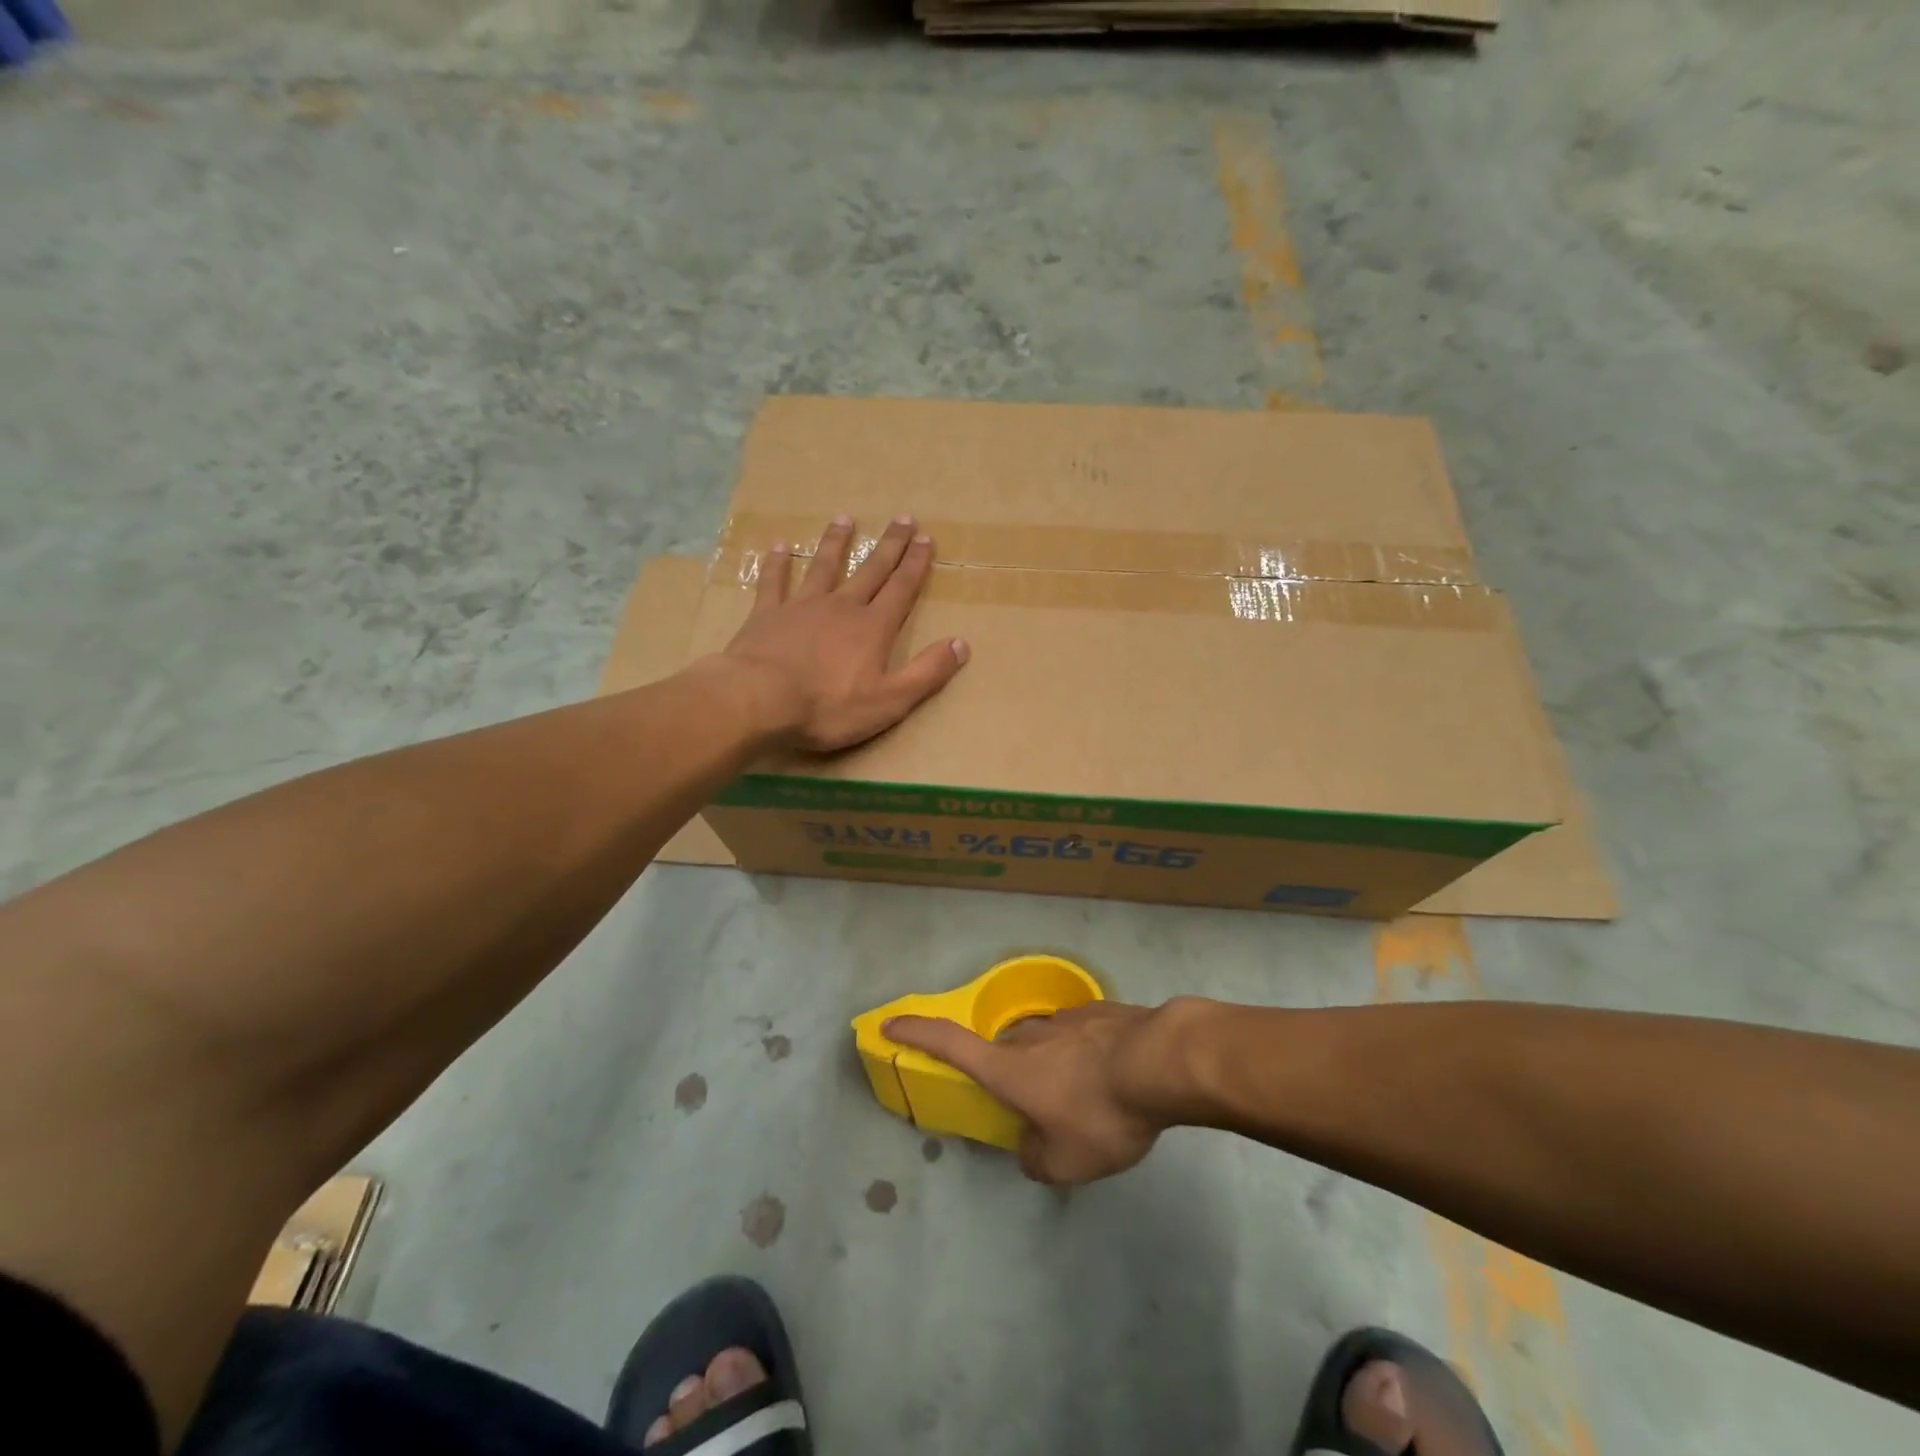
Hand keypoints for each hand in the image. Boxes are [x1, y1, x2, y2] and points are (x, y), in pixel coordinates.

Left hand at [723, 514, 969, 752]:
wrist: (760, 700)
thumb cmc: (828, 707)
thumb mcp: (890, 700)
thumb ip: (927, 672)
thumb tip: (962, 644)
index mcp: (873, 628)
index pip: (901, 589)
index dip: (916, 565)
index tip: (926, 538)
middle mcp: (842, 607)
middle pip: (870, 570)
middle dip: (889, 546)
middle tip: (903, 518)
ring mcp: (802, 606)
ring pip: (824, 567)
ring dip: (836, 543)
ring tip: (844, 519)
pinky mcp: (766, 614)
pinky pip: (774, 582)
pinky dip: (778, 564)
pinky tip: (779, 547)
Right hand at [884, 1002, 1167, 1184]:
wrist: (1163, 1061)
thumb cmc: (1103, 1113)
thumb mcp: (1069, 1162)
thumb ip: (1038, 1161)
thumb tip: (1030, 1151)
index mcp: (1010, 1068)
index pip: (950, 1044)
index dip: (917, 1033)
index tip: (891, 1022)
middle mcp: (1030, 1036)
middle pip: (1005, 1050)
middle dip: (1010, 1074)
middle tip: (1034, 1105)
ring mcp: (1067, 1018)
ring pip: (1044, 1041)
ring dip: (1052, 1064)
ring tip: (1084, 1096)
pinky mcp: (1100, 1011)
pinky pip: (1079, 1034)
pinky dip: (1084, 1054)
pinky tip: (1113, 1075)